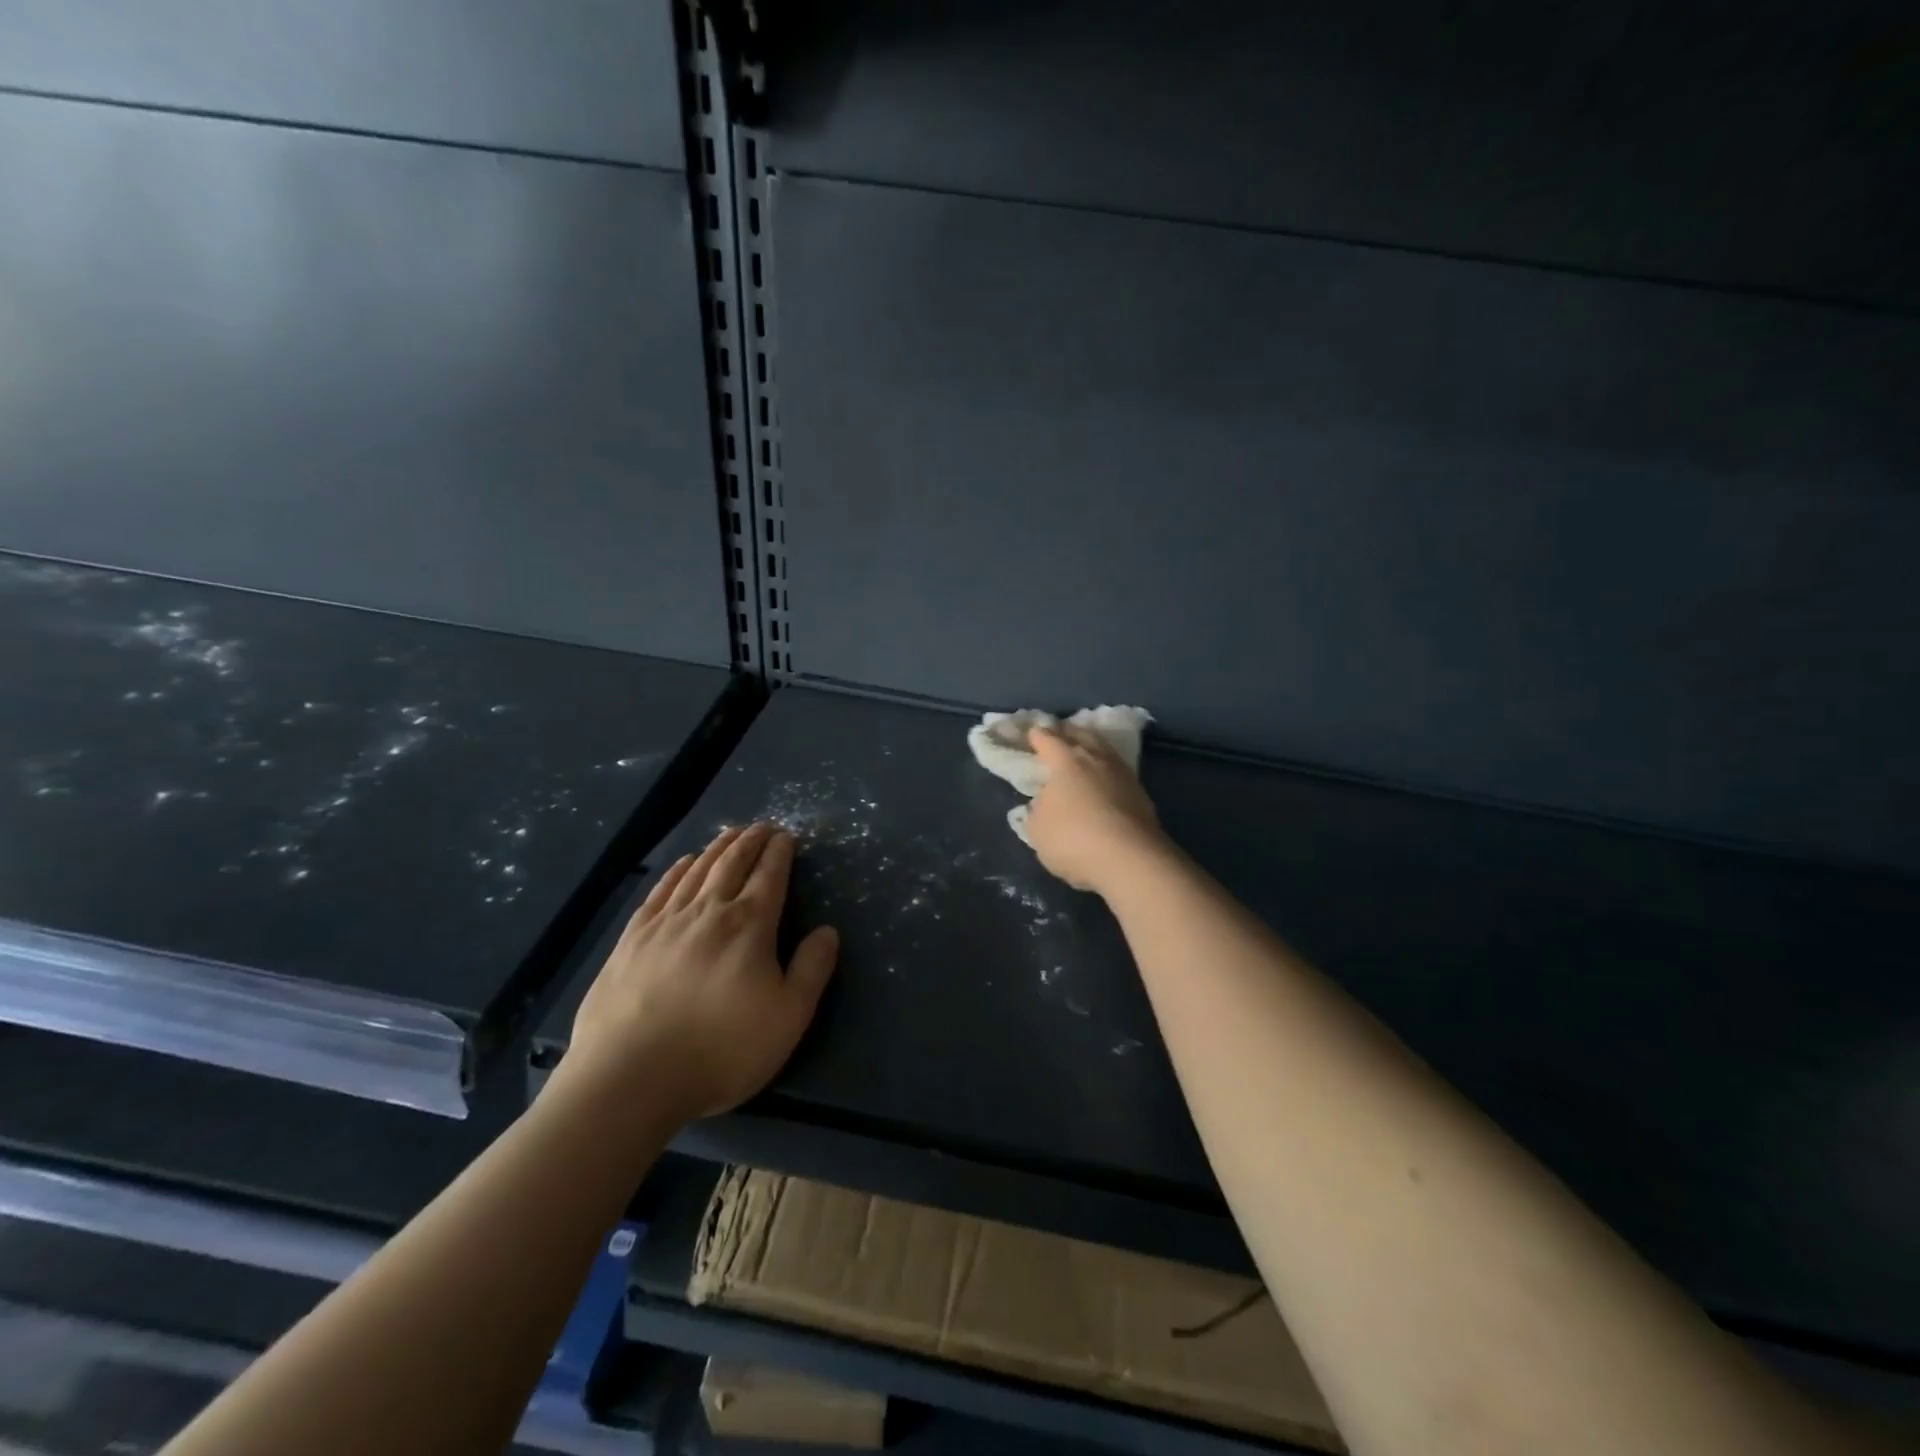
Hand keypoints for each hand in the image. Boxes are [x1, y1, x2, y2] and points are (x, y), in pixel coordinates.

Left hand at [557, 823, 838, 1125]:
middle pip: (732, 863)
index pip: (770, 875)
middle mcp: (708, 911)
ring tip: (730, 834)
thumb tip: (828, 930)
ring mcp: (665, 922)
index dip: (781, 852)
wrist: (629, 1078)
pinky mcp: (631, 939)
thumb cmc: (721, 1050)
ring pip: (697, 870)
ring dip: (717, 847)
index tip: (787, 836)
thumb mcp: (788, 1017)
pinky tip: (683, 864)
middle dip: (751, 841)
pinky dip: (677, 870)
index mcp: (749, 925)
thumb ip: (812, 969)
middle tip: (762, 827)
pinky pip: (660, 890)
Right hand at [1026, 725, 1169, 893]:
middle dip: (1069, 732)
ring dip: (1093, 749)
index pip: (1048, 739)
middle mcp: (1096, 759)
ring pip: (1105, 751)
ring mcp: (1123, 774)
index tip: (1032, 733)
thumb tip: (1045, 801)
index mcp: (1066, 761)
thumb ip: (1038, 810)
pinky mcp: (1142, 795)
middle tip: (1060, 733)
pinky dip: (1108, 773)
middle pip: (1082, 735)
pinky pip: (1119, 773)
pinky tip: (1104, 782)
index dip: (1037, 736)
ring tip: (1085, 754)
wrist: (1130, 859)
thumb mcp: (1037, 829)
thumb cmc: (1073, 839)